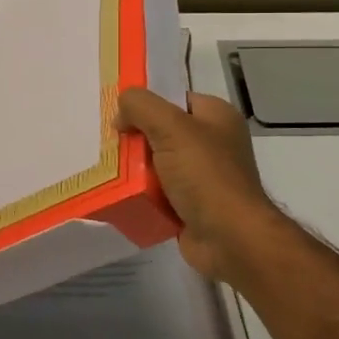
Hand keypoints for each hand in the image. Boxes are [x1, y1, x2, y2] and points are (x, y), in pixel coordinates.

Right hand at [118, 88, 288, 287]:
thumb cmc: (205, 175)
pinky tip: (121, 195)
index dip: (146, 105)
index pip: (175, 100)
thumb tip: (121, 115)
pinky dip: (142, 195)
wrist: (230, 238)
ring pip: (158, 164)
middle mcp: (213, 143)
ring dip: (135, 170)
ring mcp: (204, 177)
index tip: (119, 118)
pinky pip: (159, 193)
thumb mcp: (171, 128)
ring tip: (108, 171)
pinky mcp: (192, 205)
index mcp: (217, 117)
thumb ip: (141, 106)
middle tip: (108, 146)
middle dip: (136, 139)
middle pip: (163, 132)